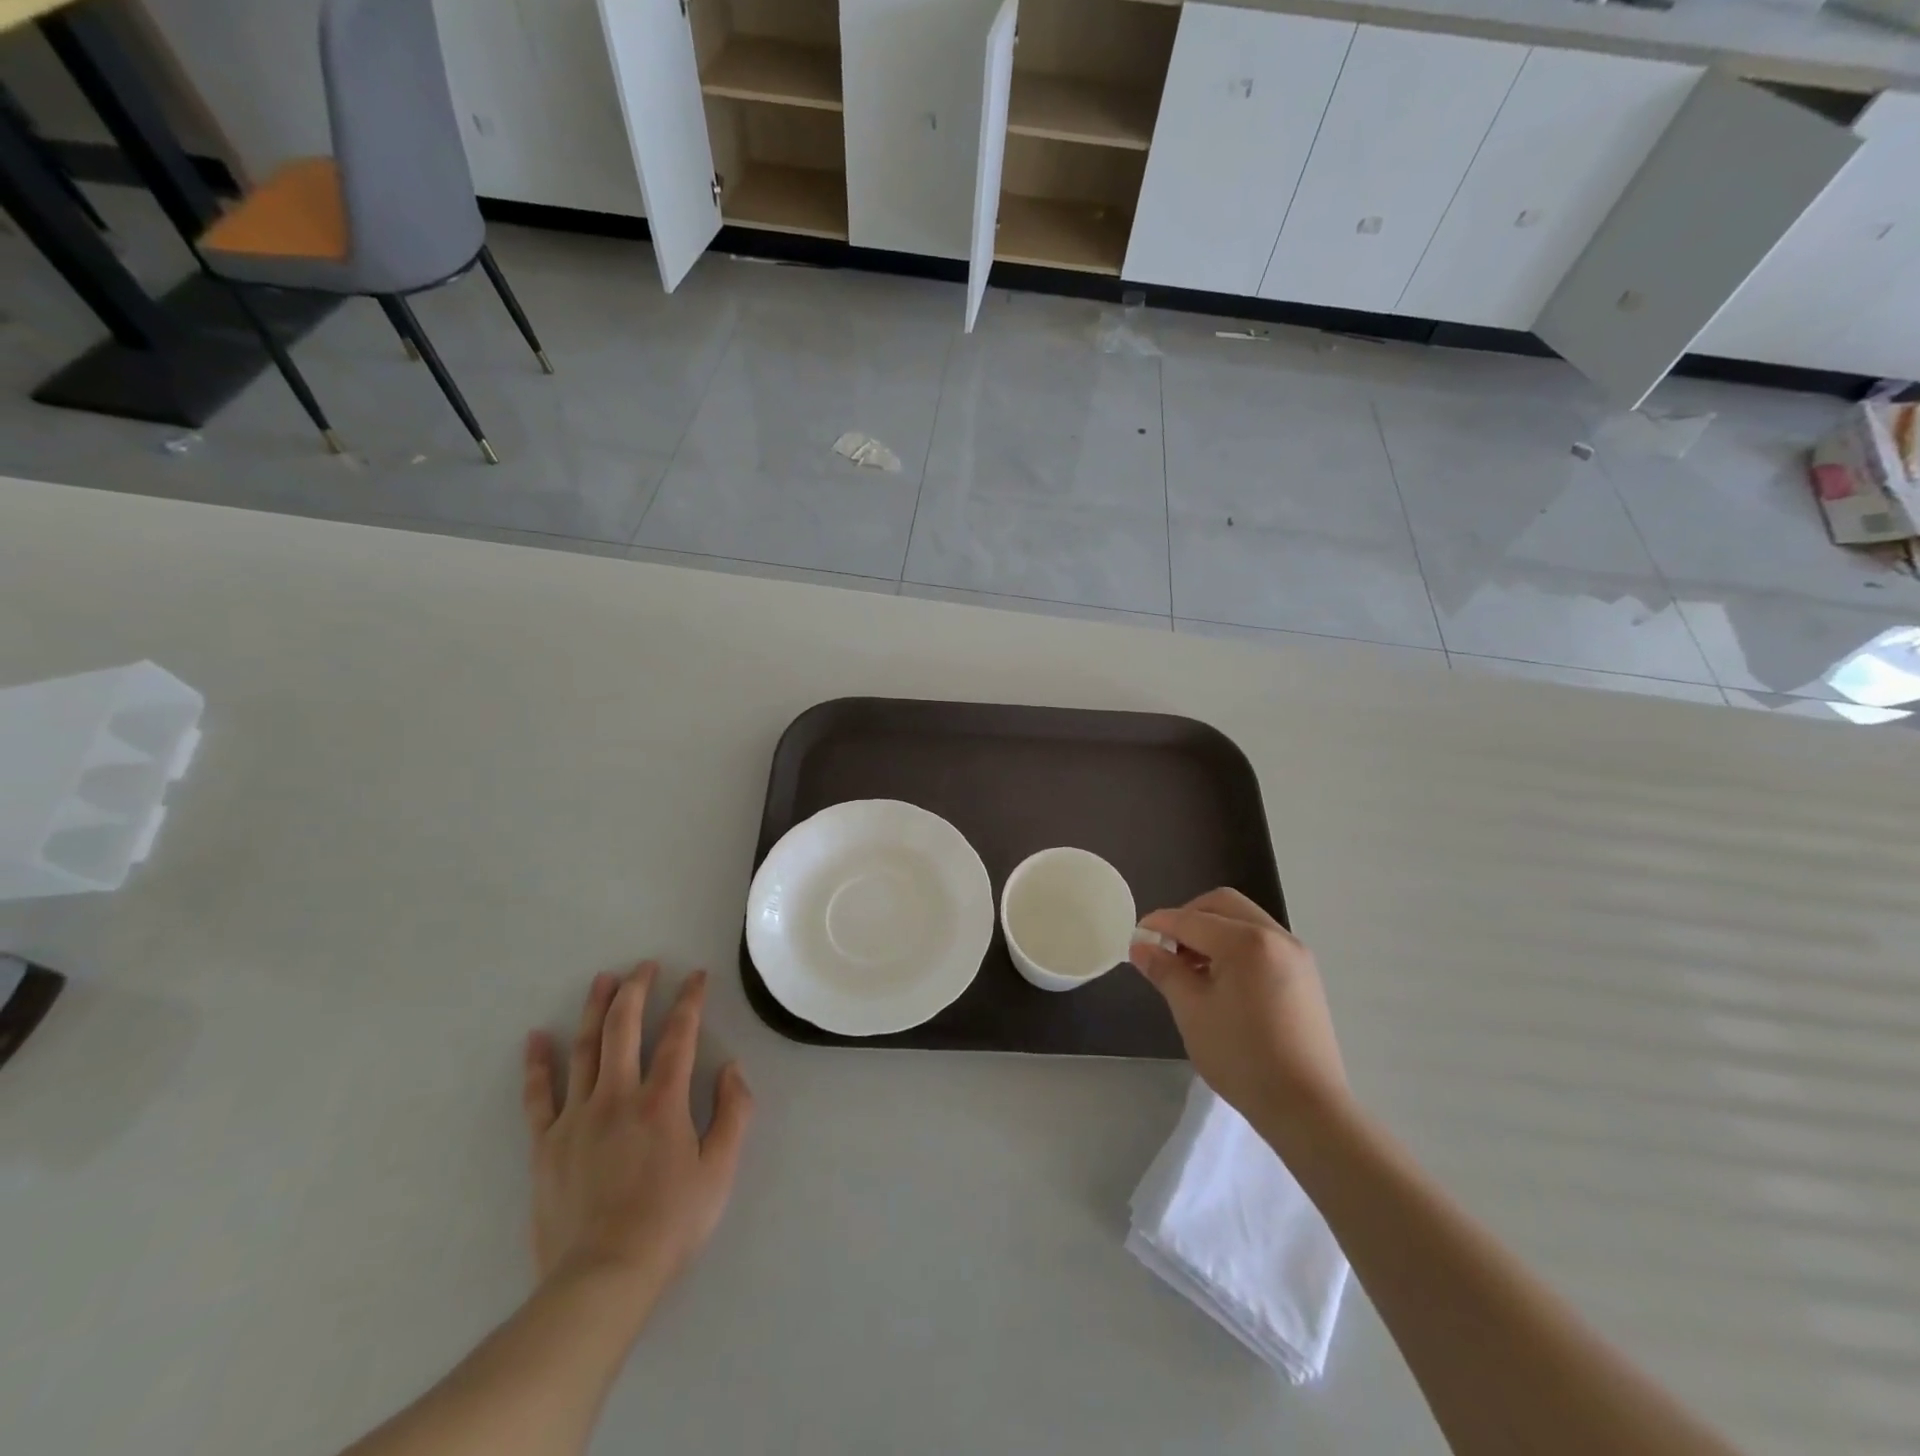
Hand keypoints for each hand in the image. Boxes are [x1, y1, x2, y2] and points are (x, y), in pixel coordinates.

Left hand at [522, 963, 752, 1309]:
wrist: (600, 1281)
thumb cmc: (669, 1224)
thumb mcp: (720, 1171)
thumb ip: (733, 1113)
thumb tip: (731, 1068)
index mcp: (662, 1101)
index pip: (680, 1034)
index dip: (690, 1000)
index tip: (696, 976)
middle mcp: (617, 1096)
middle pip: (624, 1028)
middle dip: (637, 989)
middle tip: (645, 965)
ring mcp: (576, 1118)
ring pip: (585, 1049)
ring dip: (595, 1009)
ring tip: (602, 979)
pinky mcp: (546, 1144)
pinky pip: (538, 1096)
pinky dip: (537, 1064)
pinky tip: (536, 1037)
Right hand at [1130, 889, 1348, 1131]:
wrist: (1307, 1107)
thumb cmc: (1241, 1056)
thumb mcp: (1191, 1011)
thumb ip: (1164, 970)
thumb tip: (1140, 946)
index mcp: (1246, 941)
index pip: (1191, 920)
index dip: (1159, 924)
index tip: (1137, 937)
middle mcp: (1275, 936)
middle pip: (1222, 905)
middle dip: (1189, 918)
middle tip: (1167, 948)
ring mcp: (1296, 955)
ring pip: (1244, 921)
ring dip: (1213, 931)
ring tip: (1192, 969)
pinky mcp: (1305, 976)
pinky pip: (1262, 942)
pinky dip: (1236, 946)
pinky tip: (1222, 981)